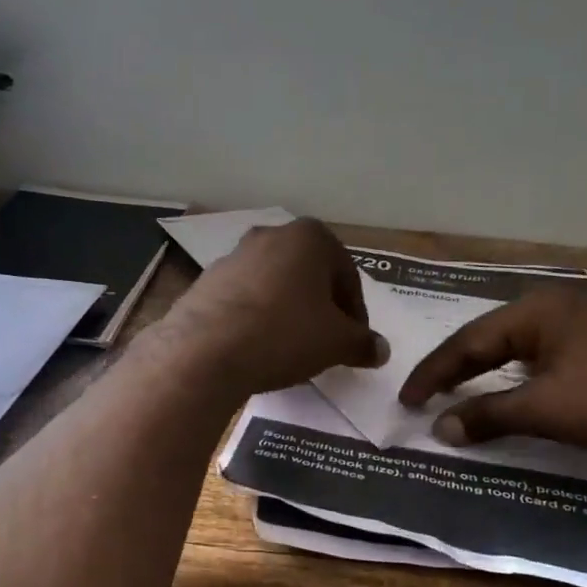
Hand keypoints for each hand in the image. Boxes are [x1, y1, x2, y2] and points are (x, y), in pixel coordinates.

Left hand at [164, 219, 388, 395]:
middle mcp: (270, 236)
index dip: (355, 312)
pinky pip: (243, 300)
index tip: (354, 341)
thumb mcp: (336, 343)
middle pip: (308, 275)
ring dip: (286, 312)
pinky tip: (255, 348)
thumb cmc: (284, 334)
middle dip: (320, 308)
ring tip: (289, 349)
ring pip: (274, 286)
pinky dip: (255, 319)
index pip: (347, 275)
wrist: (205, 350)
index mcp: (309, 238)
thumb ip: (362, 343)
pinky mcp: (205, 282)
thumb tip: (381, 349)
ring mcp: (233, 257)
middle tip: (325, 343)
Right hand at [398, 288, 586, 466]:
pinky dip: (517, 383)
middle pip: (490, 340)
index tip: (407, 401)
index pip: (469, 340)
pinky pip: (543, 363)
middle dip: (456, 370)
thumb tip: (439, 429)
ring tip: (455, 397)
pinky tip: (508, 399)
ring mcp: (585, 329)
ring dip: (486, 376)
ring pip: (518, 352)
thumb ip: (488, 415)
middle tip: (424, 398)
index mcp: (540, 311)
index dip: (434, 373)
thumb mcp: (546, 410)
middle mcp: (558, 310)